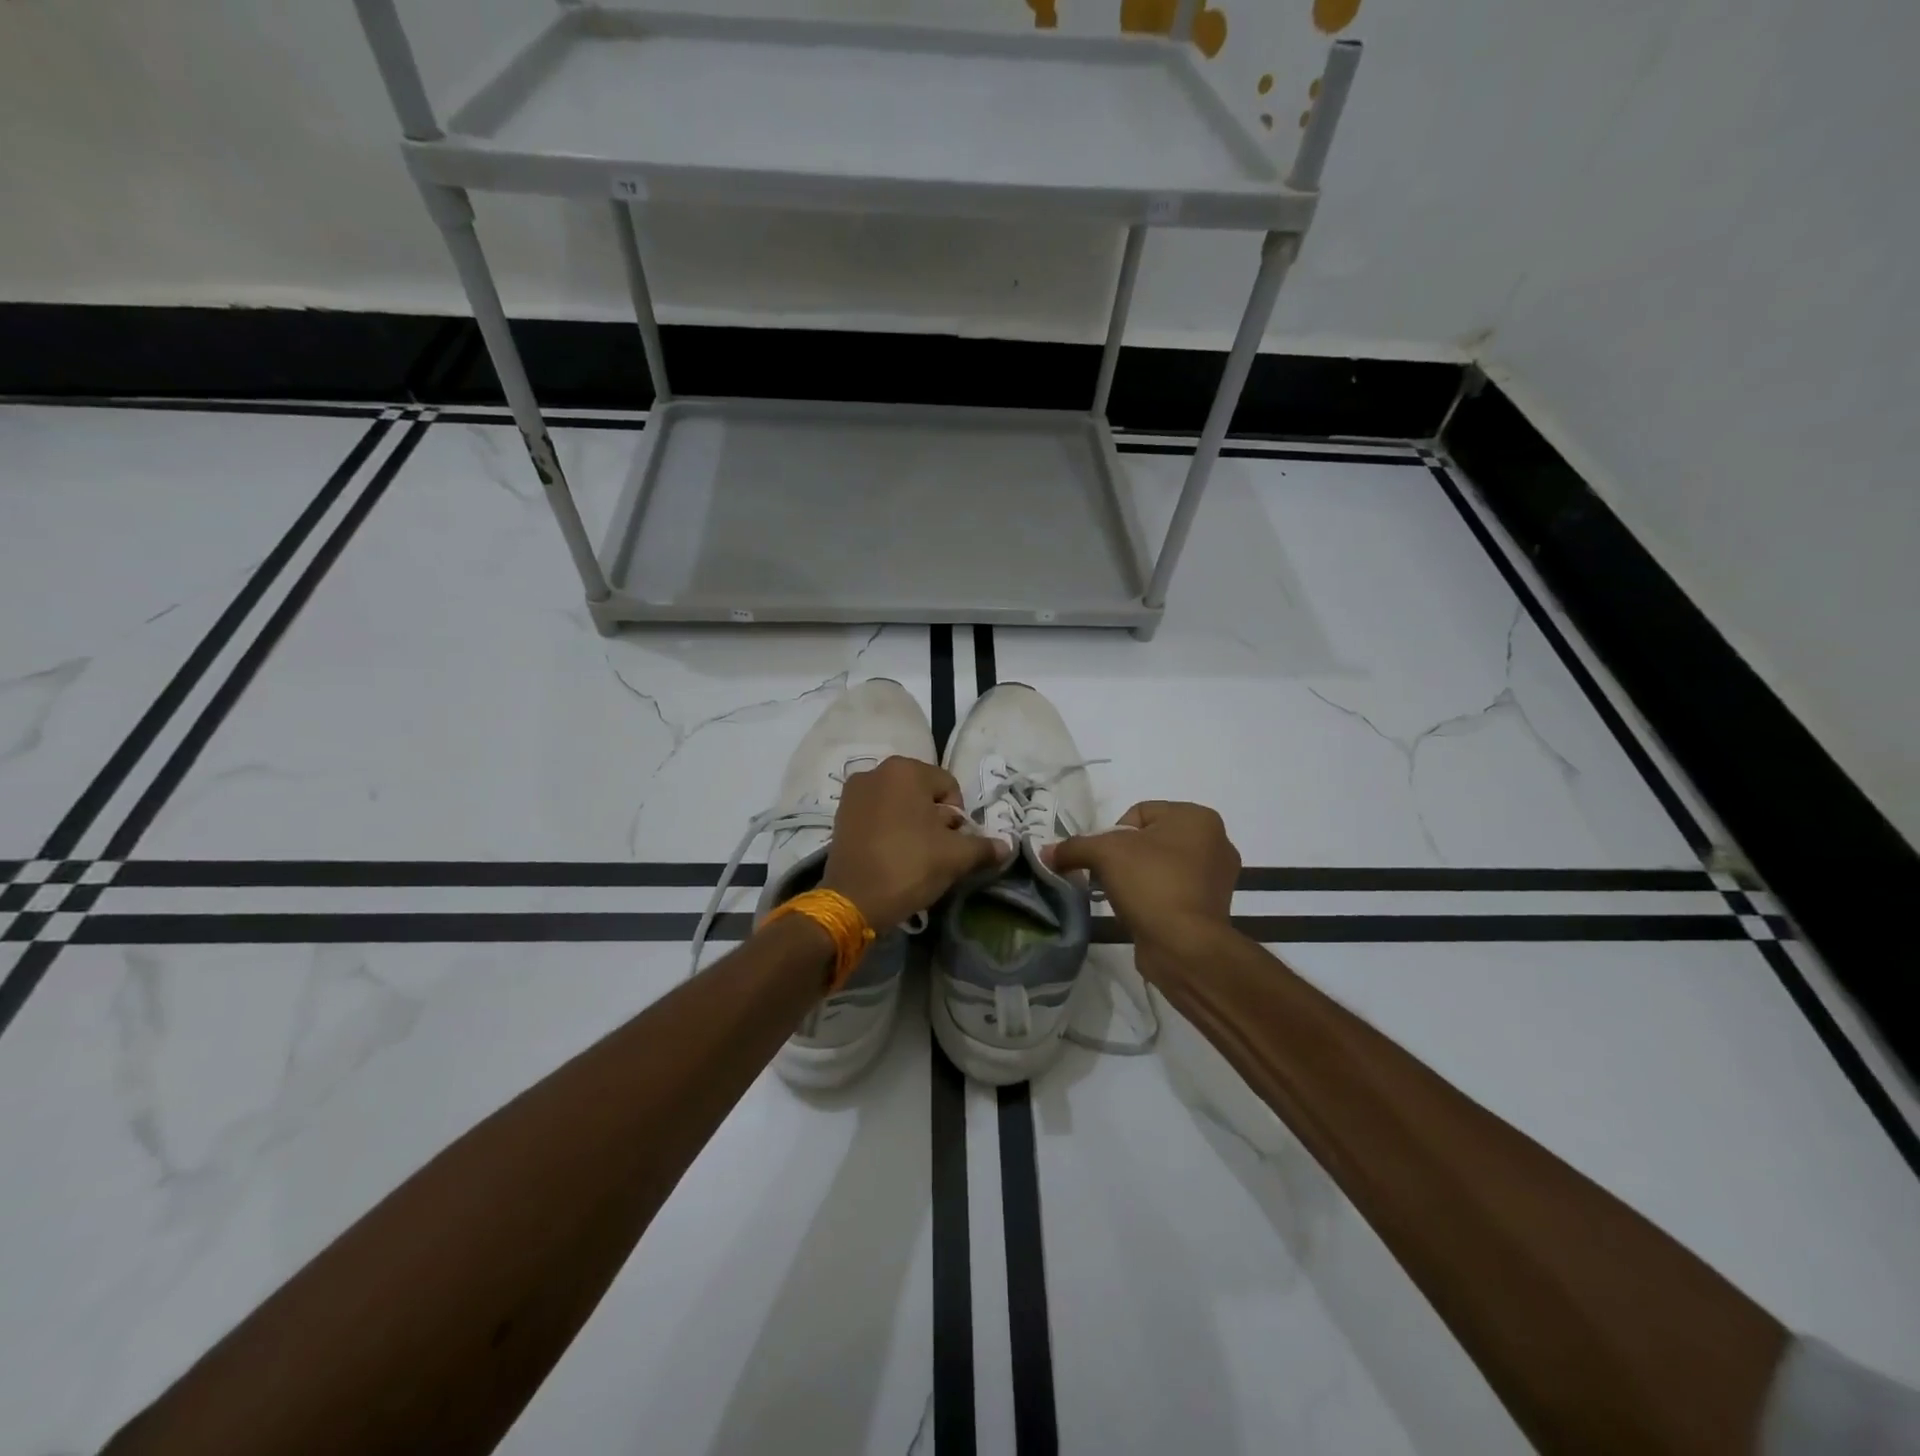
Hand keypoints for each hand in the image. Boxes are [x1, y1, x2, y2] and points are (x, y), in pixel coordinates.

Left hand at [822, 756, 1003, 932]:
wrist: (853, 900)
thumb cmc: (909, 865)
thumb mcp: (956, 857)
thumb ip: (984, 847)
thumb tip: (1006, 847)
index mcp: (905, 770)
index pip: (949, 787)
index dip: (958, 818)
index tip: (952, 844)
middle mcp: (876, 771)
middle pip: (922, 793)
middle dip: (934, 819)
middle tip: (935, 851)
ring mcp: (853, 793)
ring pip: (899, 804)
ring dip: (912, 824)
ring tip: (913, 855)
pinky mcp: (840, 815)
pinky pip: (877, 815)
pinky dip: (889, 830)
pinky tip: (891, 855)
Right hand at [1047, 801, 1239, 954]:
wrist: (1185, 946)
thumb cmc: (1151, 883)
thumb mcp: (1103, 854)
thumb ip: (1073, 847)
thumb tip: (1046, 853)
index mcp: (1197, 817)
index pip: (1139, 812)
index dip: (1112, 834)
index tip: (1103, 859)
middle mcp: (1215, 841)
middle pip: (1149, 839)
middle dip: (1124, 856)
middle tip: (1108, 877)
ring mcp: (1217, 876)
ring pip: (1160, 865)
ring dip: (1138, 877)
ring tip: (1123, 896)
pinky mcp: (1212, 907)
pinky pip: (1173, 890)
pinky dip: (1154, 897)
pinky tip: (1140, 911)